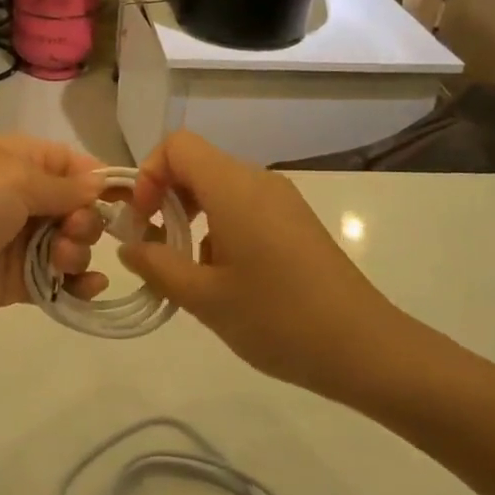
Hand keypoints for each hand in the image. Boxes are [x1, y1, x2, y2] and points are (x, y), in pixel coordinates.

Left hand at [0, 135, 109, 336]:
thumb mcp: (13, 180)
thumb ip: (63, 186)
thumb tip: (101, 184)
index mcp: (15, 159)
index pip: (71, 164)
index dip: (100, 181)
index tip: (132, 202)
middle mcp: (17, 196)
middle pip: (74, 206)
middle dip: (87, 220)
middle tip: (73, 233)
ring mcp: (13, 241)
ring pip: (67, 244)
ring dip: (78, 252)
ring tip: (64, 262)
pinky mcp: (10, 281)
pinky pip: (53, 280)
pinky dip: (74, 283)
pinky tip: (87, 288)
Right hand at [121, 131, 407, 402]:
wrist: (365, 349)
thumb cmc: (278, 318)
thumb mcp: (204, 298)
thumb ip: (157, 266)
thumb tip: (129, 247)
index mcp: (234, 187)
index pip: (177, 145)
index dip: (149, 174)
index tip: (143, 220)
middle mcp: (258, 181)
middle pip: (197, 163)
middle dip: (165, 197)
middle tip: (153, 246)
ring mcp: (281, 200)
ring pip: (219, 186)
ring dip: (191, 216)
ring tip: (187, 268)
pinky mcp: (295, 222)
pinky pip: (244, 205)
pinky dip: (219, 226)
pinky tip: (225, 277)